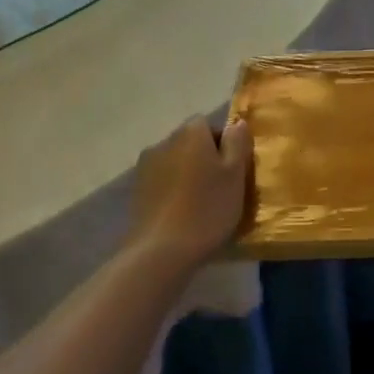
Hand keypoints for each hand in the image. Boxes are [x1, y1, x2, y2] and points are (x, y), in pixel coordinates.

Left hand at [128, 117, 251, 268]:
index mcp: (191, 132)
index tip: (233, 169)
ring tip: (200, 203)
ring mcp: (145, 166)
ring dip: (188, 175)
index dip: (223, 143)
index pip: (209, 124)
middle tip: (221, 187)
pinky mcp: (136, 191)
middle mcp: (164, 141)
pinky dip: (173, 191)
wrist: (160, 251)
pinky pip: (162, 181)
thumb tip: (237, 122)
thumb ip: (237, 143)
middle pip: (190, 142)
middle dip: (205, 158)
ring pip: (175, 162)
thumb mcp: (235, 174)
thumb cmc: (207, 208)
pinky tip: (181, 214)